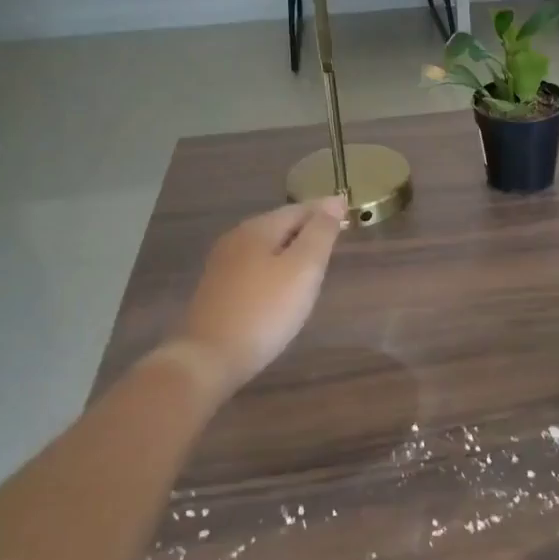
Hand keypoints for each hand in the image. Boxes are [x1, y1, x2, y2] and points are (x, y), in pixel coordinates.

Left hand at [165, 198, 347, 404]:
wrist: (209, 358)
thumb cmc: (265, 310)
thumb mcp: (303, 269)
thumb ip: (320, 233)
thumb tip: (334, 201)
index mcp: (258, 228)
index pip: (299, 209)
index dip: (326, 211)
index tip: (349, 215)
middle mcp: (237, 238)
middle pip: (280, 224)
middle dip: (308, 227)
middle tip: (335, 236)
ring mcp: (223, 264)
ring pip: (266, 246)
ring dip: (292, 247)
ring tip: (315, 259)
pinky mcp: (218, 289)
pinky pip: (255, 266)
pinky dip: (275, 266)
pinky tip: (284, 283)